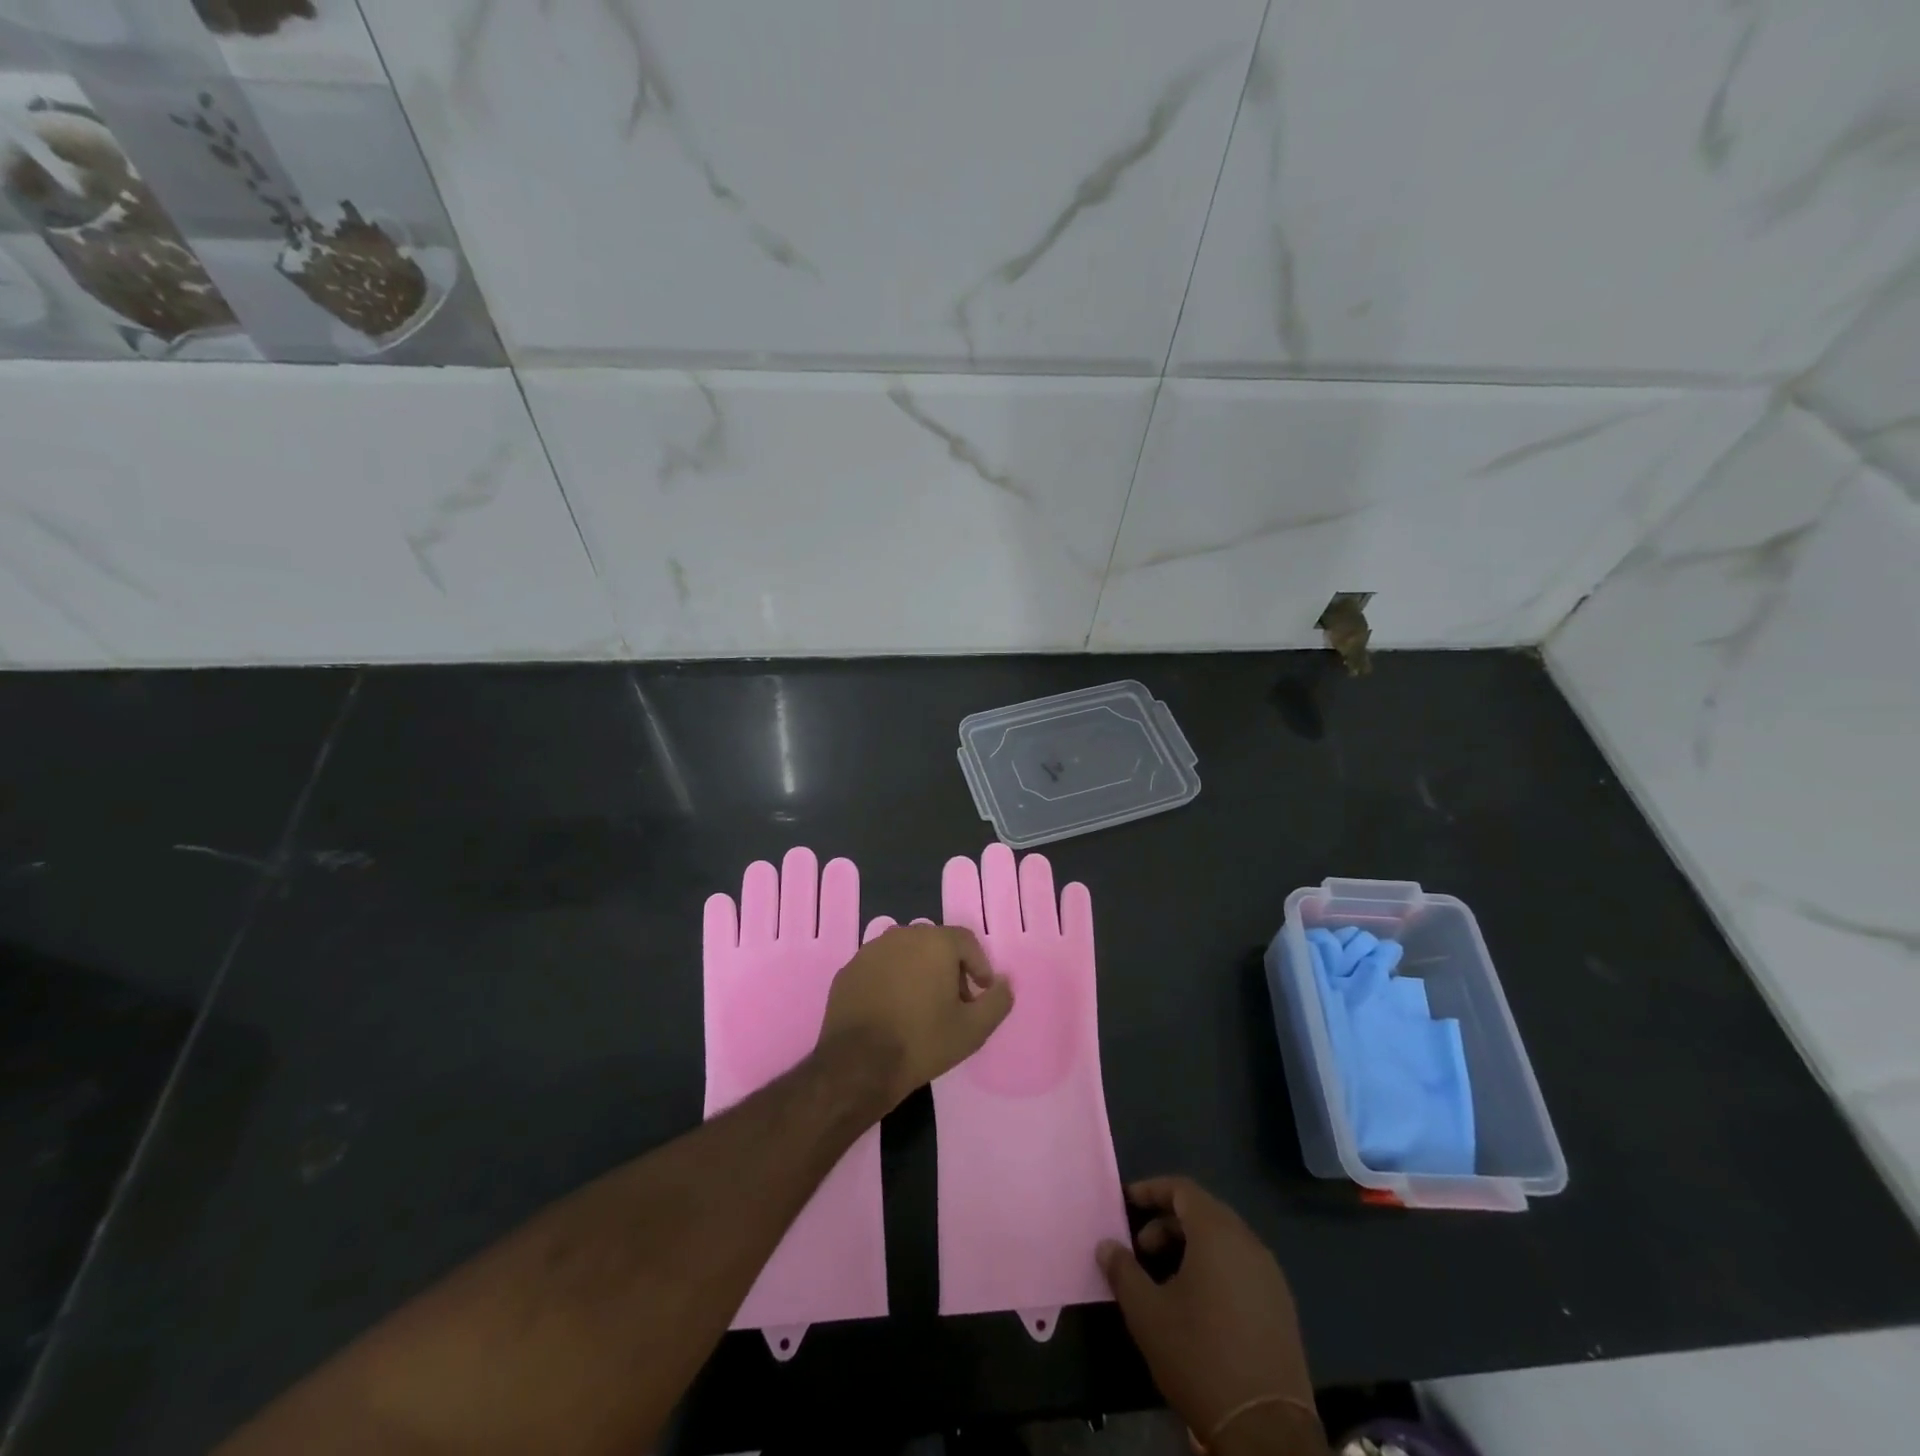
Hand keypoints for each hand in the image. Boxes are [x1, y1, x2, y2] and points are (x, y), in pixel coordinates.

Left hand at [819, 924, 1012, 1111]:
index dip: (979, 965)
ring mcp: (870, 951)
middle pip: (935, 944)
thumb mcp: (973, 1029)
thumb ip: (997, 1001)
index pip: (966, 941)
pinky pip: (880, 968)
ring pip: (905, 954)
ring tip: (922, 1007)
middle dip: (949, 968)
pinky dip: (891, 981)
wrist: (858, 1064)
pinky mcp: (849, 970)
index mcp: (934, 942)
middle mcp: (901, 935)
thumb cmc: (922, 1041)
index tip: (981, 992)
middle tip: (955, 1002)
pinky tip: (892, 1011)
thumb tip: (1005, 983)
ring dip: (919, 972)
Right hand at [1098, 1178, 1321, 1455]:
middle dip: (1167, 1222)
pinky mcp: (1282, 1307)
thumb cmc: (1200, 1357)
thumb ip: (1123, 1271)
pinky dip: (1215, 1267)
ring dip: (1190, 1246)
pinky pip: (1242, 1266)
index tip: (1126, 1203)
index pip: (1182, 1189)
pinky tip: (1199, 1304)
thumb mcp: (1147, 1314)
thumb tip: (1106, 1245)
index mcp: (1218, 1234)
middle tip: (1140, 1248)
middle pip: (1203, 1212)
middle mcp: (1248, 1243)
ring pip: (1224, 1240)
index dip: (1152, 1190)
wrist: (1265, 1430)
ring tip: (1165, 1279)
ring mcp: (1270, 1275)